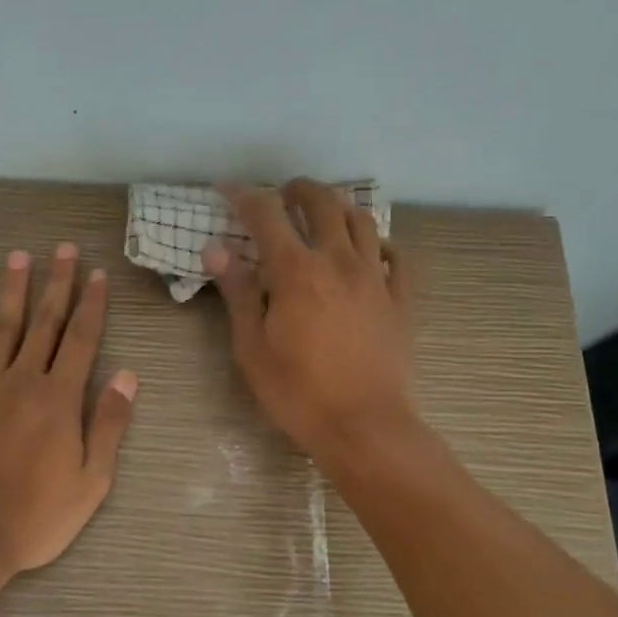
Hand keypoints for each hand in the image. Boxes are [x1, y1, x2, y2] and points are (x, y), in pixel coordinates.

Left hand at [0, 244, 137, 594]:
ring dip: (11, 290)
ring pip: (0, 328)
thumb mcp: (92, 481)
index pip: (82, 340)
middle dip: (56, 284)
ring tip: (18, 256)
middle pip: (44, 323)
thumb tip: (128, 374)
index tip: (97, 274)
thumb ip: (109, 424)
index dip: (91, 305)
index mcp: (60, 399)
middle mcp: (22, 380)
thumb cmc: (34, 518)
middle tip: (63, 248)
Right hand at [205, 179, 413, 459]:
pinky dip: (377, 242)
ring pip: (362, 220)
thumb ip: (238, 293)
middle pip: (323, 202)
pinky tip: (367, 251)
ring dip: (338, 207)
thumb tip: (217, 249)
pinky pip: (394, 255)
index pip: (267, 215)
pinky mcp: (400, 299)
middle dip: (298, 189)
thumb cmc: (298, 392)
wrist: (364, 427)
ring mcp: (376, 278)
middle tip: (282, 195)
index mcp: (297, 272)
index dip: (244, 197)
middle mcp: (339, 261)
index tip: (228, 192)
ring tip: (323, 216)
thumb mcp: (252, 347)